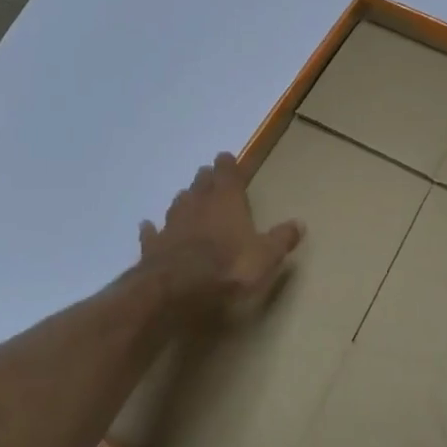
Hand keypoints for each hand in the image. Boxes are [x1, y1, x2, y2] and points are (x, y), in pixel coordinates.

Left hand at [139, 153, 303, 314]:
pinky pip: (152, 232)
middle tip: (207, 174)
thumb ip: (281, 239)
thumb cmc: (229, 267)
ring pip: (178, 204)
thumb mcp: (266, 256)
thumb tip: (299, 223)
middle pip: (201, 185)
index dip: (227, 165)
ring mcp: (172, 225)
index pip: (228, 175)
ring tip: (186, 196)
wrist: (177, 290)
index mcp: (227, 202)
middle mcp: (198, 206)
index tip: (225, 157)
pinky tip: (147, 225)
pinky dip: (151, 228)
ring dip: (184, 199)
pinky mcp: (152, 246)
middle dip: (205, 179)